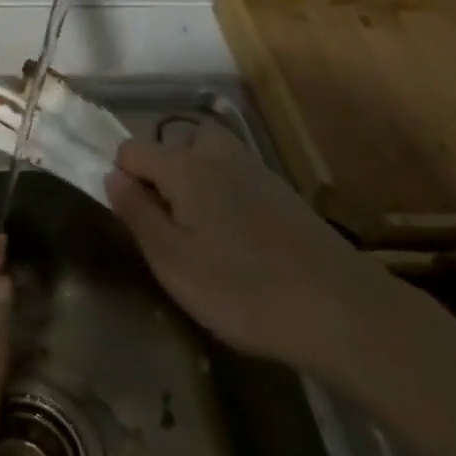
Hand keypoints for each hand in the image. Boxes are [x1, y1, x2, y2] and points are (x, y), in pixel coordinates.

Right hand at [103, 120, 393, 376]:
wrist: (344, 312)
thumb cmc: (243, 289)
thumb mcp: (172, 261)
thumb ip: (136, 213)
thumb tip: (111, 176)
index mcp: (185, 166)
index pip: (131, 149)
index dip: (122, 178)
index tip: (135, 221)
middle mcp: (219, 154)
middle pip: (174, 143)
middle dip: (162, 174)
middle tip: (168, 225)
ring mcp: (256, 170)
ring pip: (207, 159)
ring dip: (193, 184)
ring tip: (200, 236)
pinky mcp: (283, 193)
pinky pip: (235, 178)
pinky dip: (224, 197)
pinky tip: (238, 244)